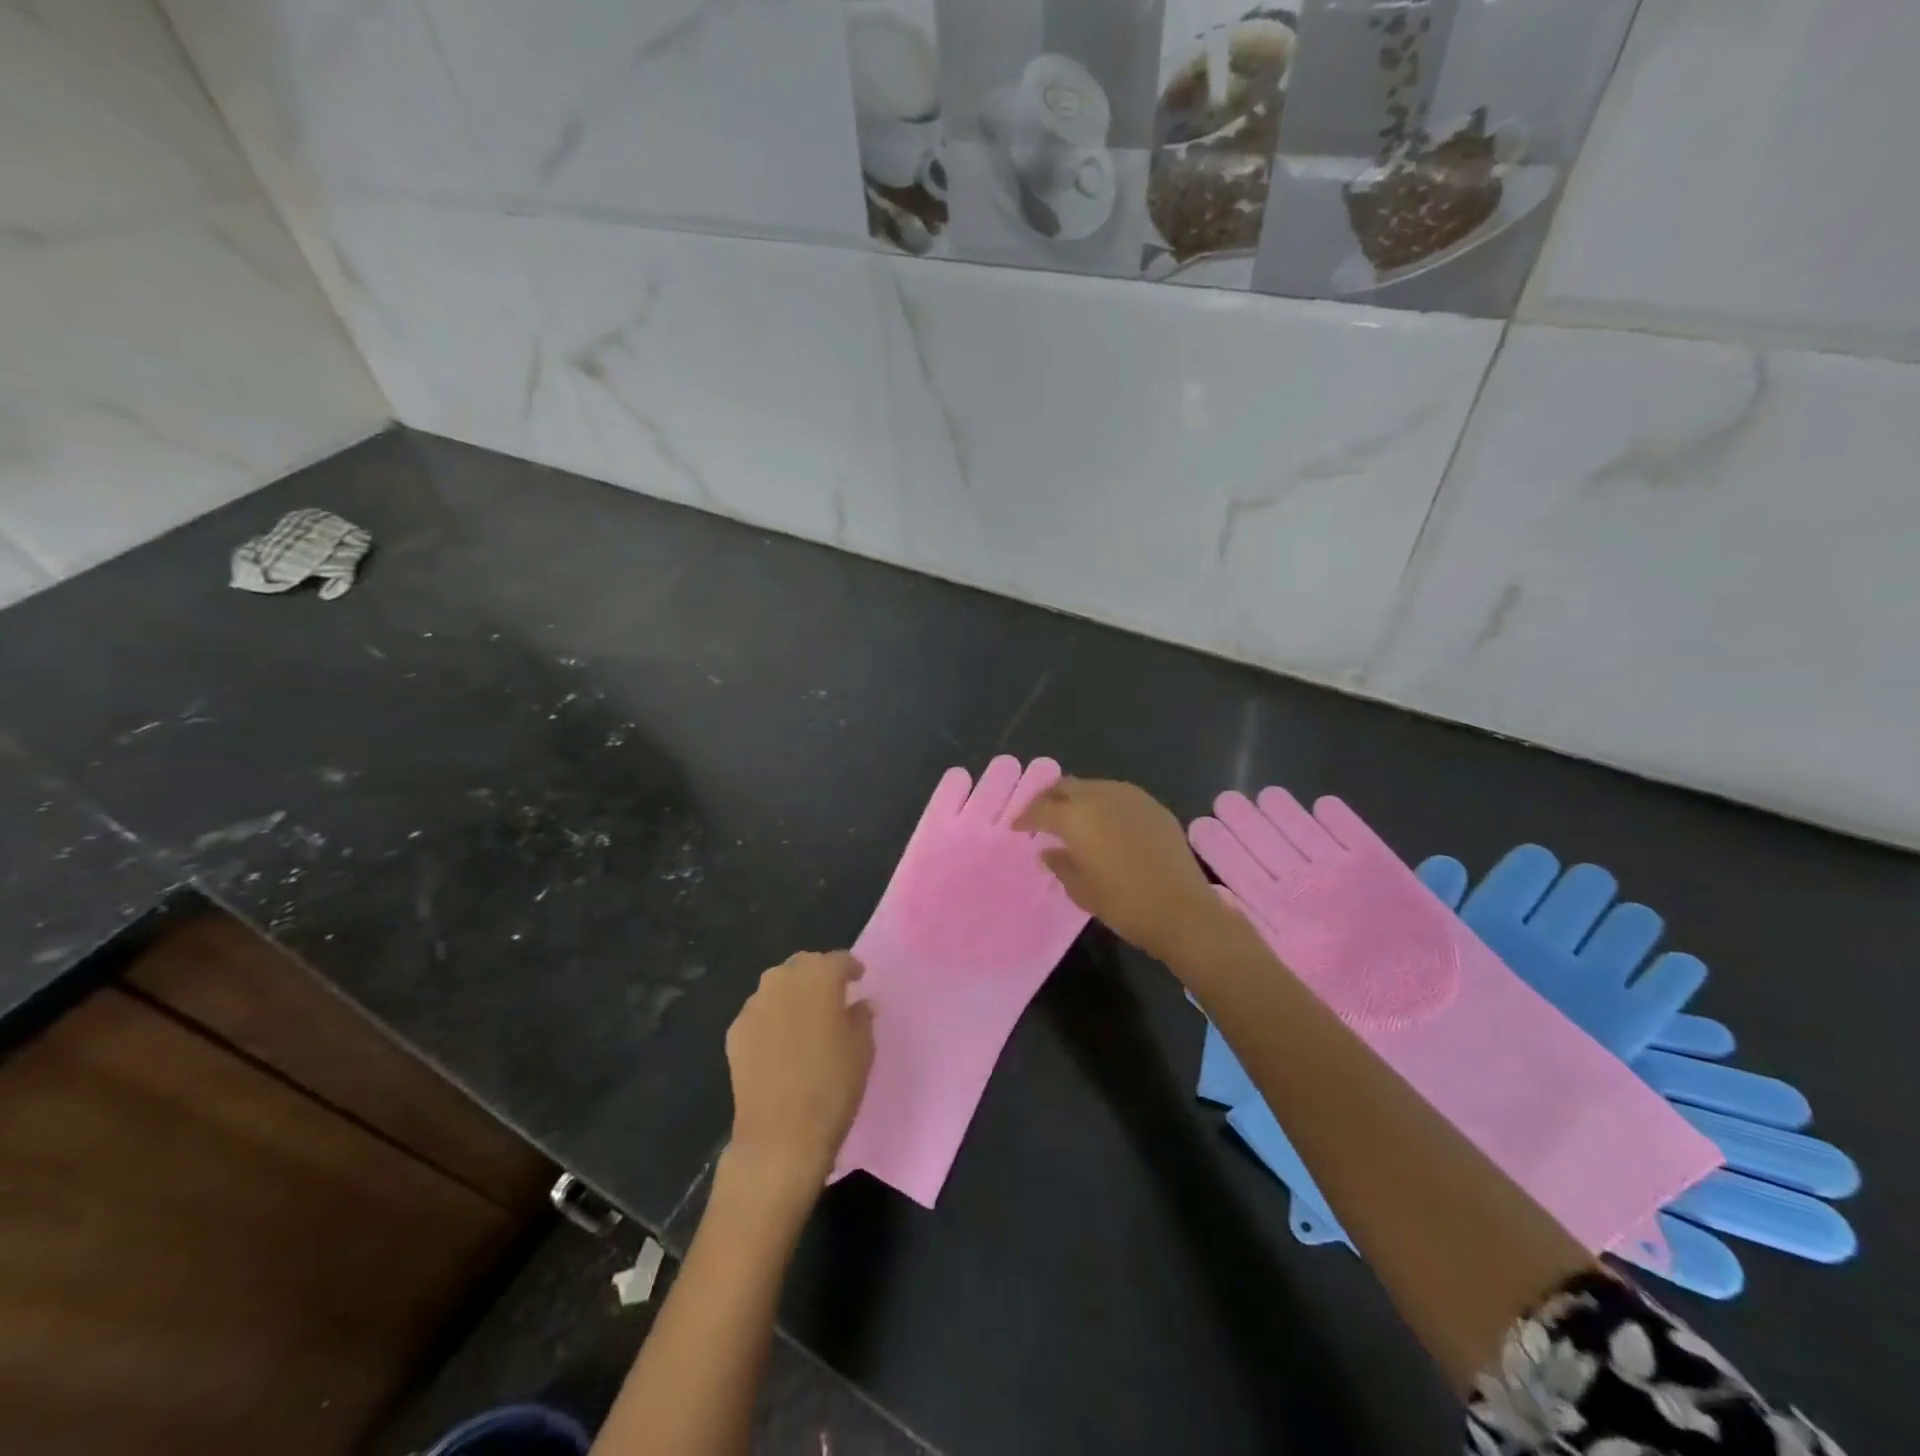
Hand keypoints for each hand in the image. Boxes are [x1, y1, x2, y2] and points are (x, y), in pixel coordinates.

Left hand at [724, 951, 874, 1194]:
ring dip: (792, 994)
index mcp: (819, 977)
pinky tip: (780, 1040)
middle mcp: (783, 980)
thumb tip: (858, 1004)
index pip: (838, 960)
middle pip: (803, 965)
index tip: (859, 978)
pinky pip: (759, 1013)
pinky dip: (772, 1017)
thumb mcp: (863, 1049)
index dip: (851, 968)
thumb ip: (861, 1018)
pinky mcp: (735, 1031)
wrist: (780, 1135)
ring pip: (777, 986)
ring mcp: (754, 1005)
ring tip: (805, 1017)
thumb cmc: (832, 1086)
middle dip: (818, 975)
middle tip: (832, 995)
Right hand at [1013, 778, 1226, 964]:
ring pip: (1094, 786)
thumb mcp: (1081, 890)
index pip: (1041, 809)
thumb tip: (1049, 851)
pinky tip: (1105, 823)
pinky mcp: (1154, 806)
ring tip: (1073, 818)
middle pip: (1066, 786)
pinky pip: (1119, 795)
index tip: (1017, 828)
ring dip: (1078, 798)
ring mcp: (1131, 797)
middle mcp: (1101, 796)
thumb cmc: (1123, 904)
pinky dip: (1104, 804)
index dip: (1025, 817)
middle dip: (1049, 799)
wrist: (1182, 910)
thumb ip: (1060, 864)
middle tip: (1040, 816)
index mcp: (1076, 817)